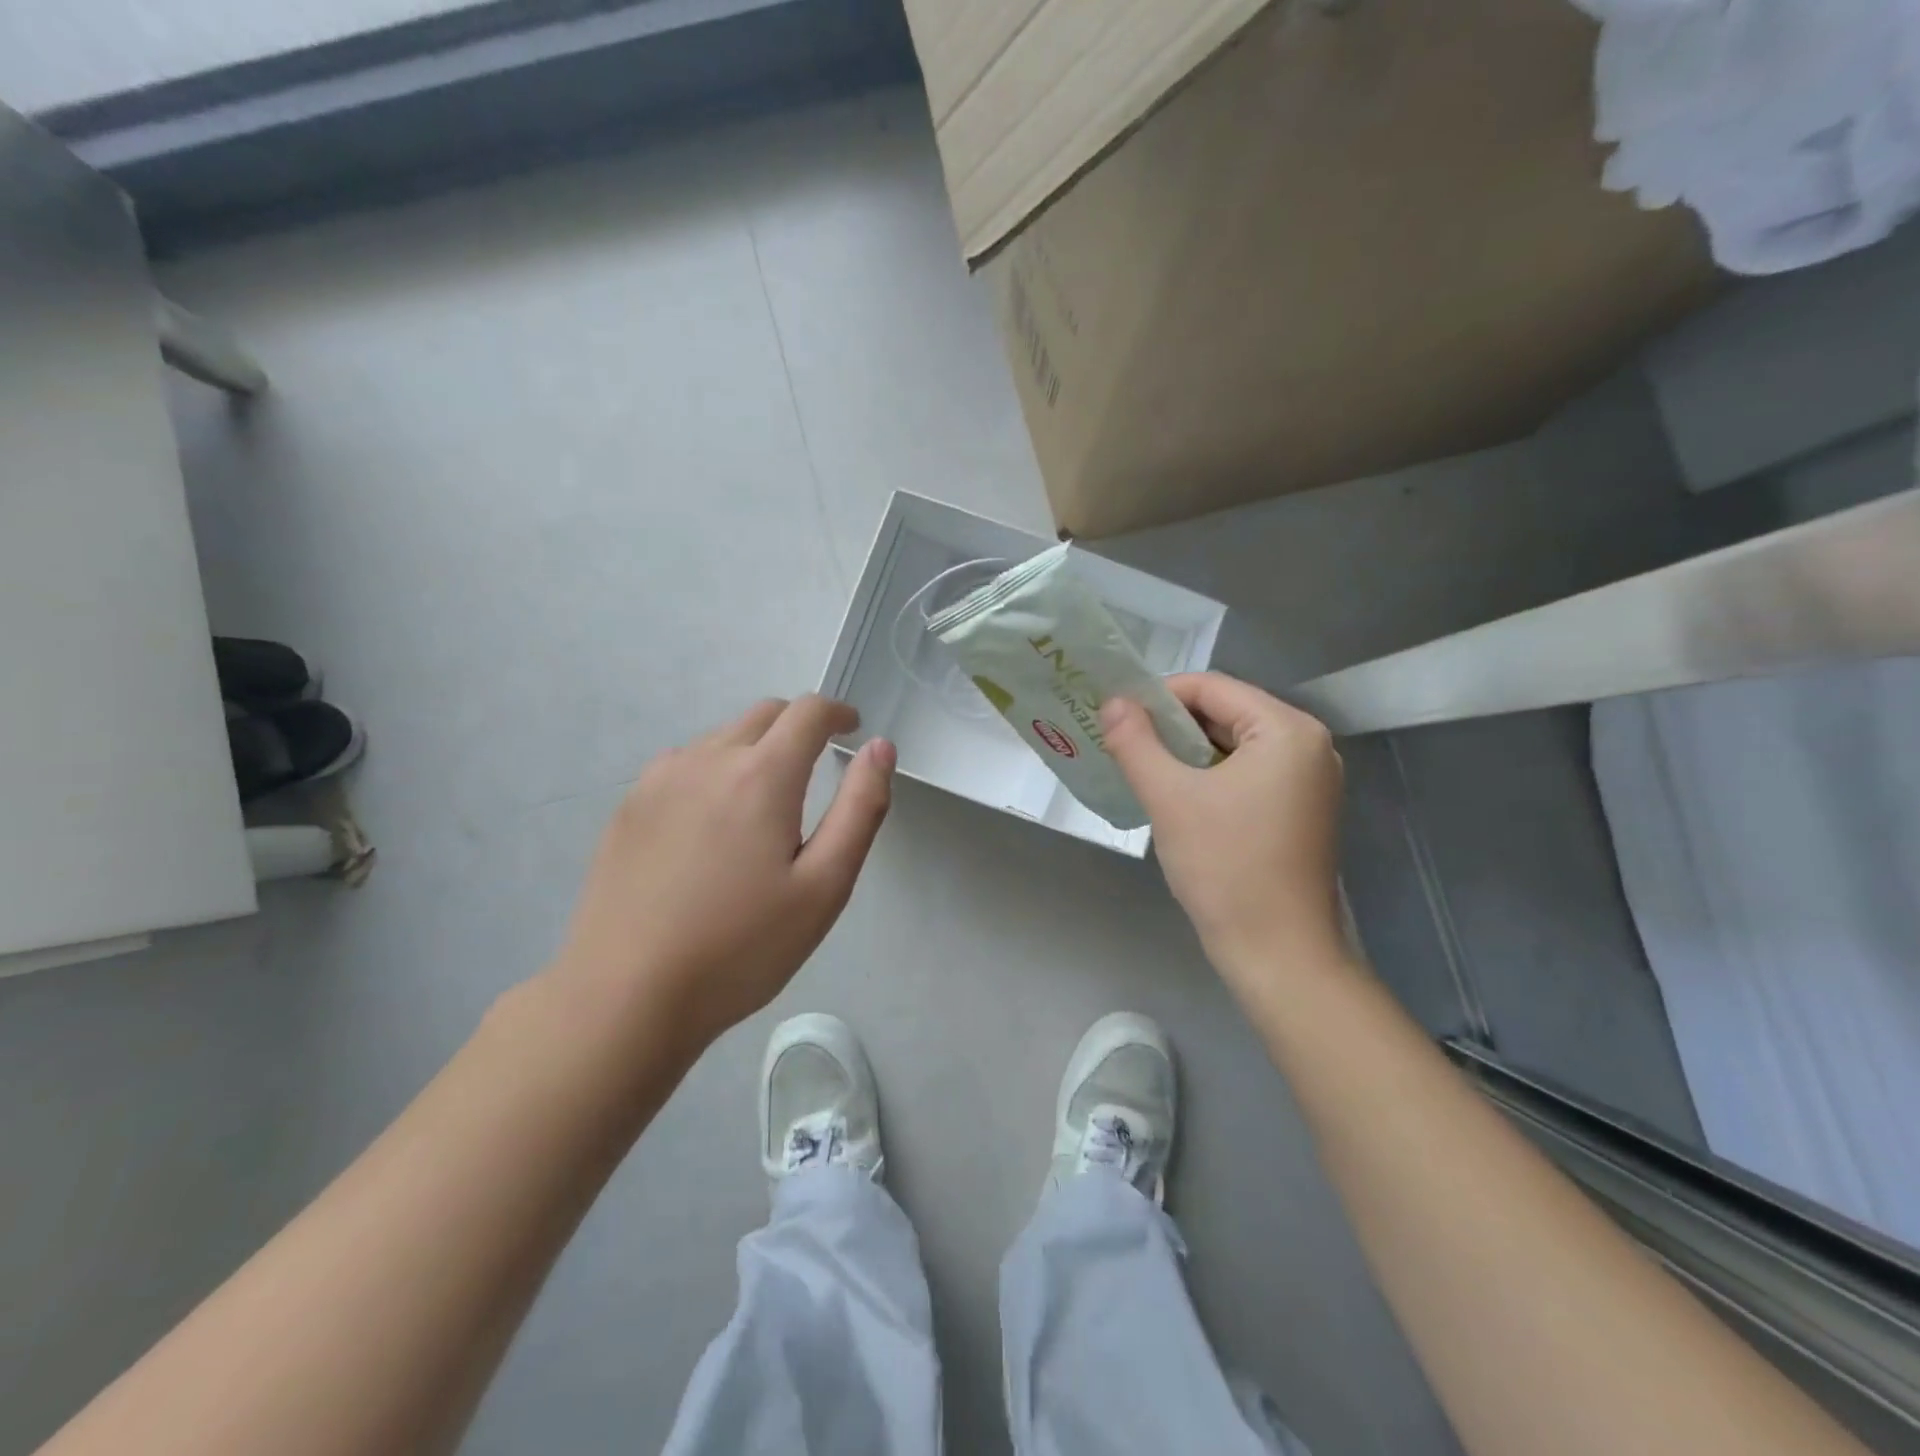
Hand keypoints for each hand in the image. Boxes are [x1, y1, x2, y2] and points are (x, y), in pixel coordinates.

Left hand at [551, 697, 894, 1054]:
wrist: (624, 996)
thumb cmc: (740, 947)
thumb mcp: (824, 886)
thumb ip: (860, 808)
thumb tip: (880, 747)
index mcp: (761, 775)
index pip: (808, 712)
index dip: (838, 713)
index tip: (852, 729)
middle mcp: (707, 759)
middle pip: (764, 715)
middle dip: (799, 726)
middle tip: (817, 764)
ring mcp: (659, 780)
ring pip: (722, 738)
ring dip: (755, 748)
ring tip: (765, 801)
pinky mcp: (629, 807)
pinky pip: (684, 764)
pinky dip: (714, 770)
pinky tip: (711, 821)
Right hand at [1100, 673, 1345, 986]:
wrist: (1278, 953)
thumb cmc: (1226, 867)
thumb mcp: (1170, 798)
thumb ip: (1136, 742)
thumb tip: (1113, 702)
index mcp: (1287, 730)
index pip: (1212, 687)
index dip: (1158, 695)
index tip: (1116, 717)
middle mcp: (1308, 745)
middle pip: (1225, 713)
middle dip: (1170, 726)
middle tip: (1122, 744)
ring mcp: (1309, 780)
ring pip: (1234, 746)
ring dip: (1186, 753)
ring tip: (1141, 770)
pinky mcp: (1301, 810)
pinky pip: (1247, 774)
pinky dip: (1209, 777)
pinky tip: (1176, 797)